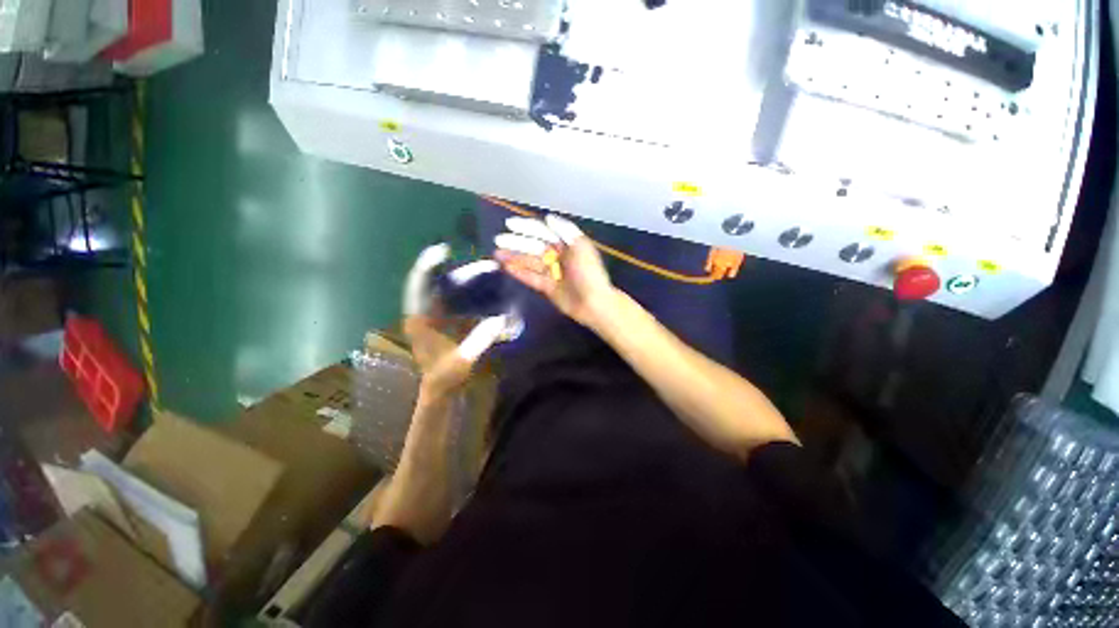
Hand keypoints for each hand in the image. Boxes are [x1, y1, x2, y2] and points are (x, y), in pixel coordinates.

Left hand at [402, 244, 509, 398]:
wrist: (440, 390)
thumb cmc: (445, 378)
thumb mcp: (462, 361)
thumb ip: (479, 340)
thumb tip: (501, 319)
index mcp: (419, 320)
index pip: (418, 286)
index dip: (427, 265)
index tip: (443, 249)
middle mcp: (423, 312)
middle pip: (439, 282)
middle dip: (462, 272)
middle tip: (489, 266)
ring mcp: (434, 315)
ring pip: (448, 288)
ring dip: (467, 279)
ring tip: (490, 271)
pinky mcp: (445, 320)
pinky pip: (456, 297)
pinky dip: (470, 289)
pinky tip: (485, 286)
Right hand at [495, 214, 616, 328]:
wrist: (593, 303)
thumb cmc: (589, 273)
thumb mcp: (581, 247)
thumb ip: (565, 231)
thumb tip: (548, 218)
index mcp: (566, 244)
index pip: (543, 232)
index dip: (527, 227)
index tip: (509, 224)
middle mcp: (557, 256)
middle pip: (533, 246)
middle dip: (516, 243)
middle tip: (498, 240)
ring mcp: (551, 272)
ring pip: (529, 262)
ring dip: (513, 257)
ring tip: (496, 253)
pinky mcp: (546, 287)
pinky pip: (530, 277)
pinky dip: (519, 272)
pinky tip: (506, 267)